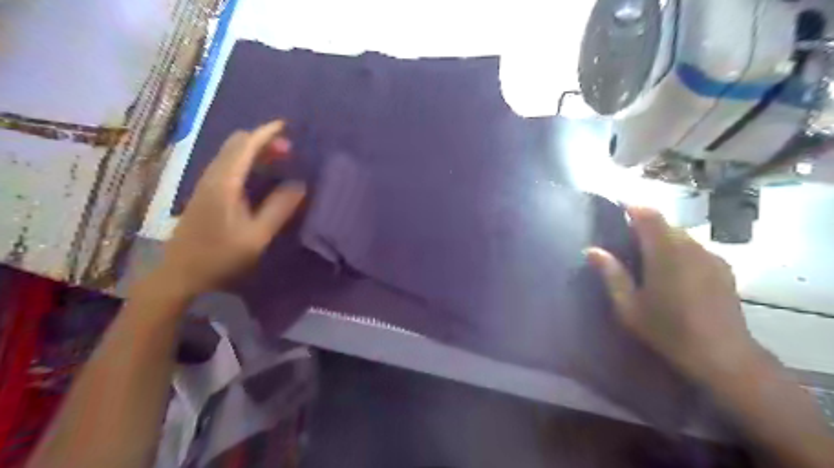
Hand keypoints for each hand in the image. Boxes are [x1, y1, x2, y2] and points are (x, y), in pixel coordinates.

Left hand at [153, 118, 304, 295]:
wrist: (180, 273)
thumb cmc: (220, 256)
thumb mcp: (257, 236)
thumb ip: (279, 209)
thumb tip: (300, 185)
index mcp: (224, 183)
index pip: (245, 146)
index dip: (266, 133)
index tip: (286, 126)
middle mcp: (213, 177)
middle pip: (236, 144)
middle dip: (263, 140)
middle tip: (289, 150)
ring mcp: (206, 184)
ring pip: (231, 154)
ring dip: (255, 151)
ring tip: (280, 159)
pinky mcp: (206, 194)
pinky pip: (228, 165)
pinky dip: (247, 161)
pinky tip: (260, 175)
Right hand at [589, 204, 759, 383]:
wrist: (723, 355)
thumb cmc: (667, 330)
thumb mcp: (629, 306)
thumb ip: (611, 274)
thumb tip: (592, 250)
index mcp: (665, 253)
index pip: (649, 216)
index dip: (632, 207)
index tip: (617, 208)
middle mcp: (691, 247)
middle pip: (665, 223)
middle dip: (645, 224)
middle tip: (626, 237)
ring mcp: (711, 256)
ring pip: (681, 235)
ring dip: (662, 236)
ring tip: (647, 254)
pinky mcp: (723, 268)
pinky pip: (695, 247)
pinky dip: (679, 248)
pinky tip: (672, 270)